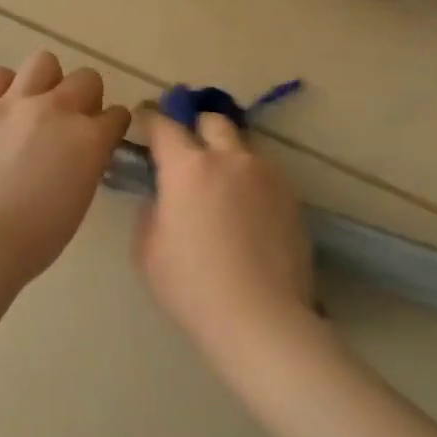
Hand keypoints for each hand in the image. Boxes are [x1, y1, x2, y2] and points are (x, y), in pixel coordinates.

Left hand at [0, 51, 131, 285]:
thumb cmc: (35, 238)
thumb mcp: (79, 200)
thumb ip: (87, 164)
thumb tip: (84, 151)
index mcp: (90, 139)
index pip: (117, 115)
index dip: (112, 124)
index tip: (105, 134)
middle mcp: (58, 110)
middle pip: (86, 79)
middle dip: (86, 96)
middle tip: (71, 119)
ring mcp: (15, 103)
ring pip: (43, 62)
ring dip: (47, 81)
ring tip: (35, 104)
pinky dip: (2, 86)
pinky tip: (0, 106)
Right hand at [135, 112, 318, 361]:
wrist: (260, 318)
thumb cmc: (192, 287)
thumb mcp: (148, 250)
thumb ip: (152, 210)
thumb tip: (164, 196)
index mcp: (187, 168)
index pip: (164, 125)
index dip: (152, 119)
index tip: (146, 121)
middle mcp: (229, 158)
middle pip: (212, 121)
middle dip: (196, 128)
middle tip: (187, 153)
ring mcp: (266, 174)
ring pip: (242, 147)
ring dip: (226, 155)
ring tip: (221, 188)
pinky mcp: (291, 195)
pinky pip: (264, 174)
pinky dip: (249, 181)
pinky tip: (246, 213)